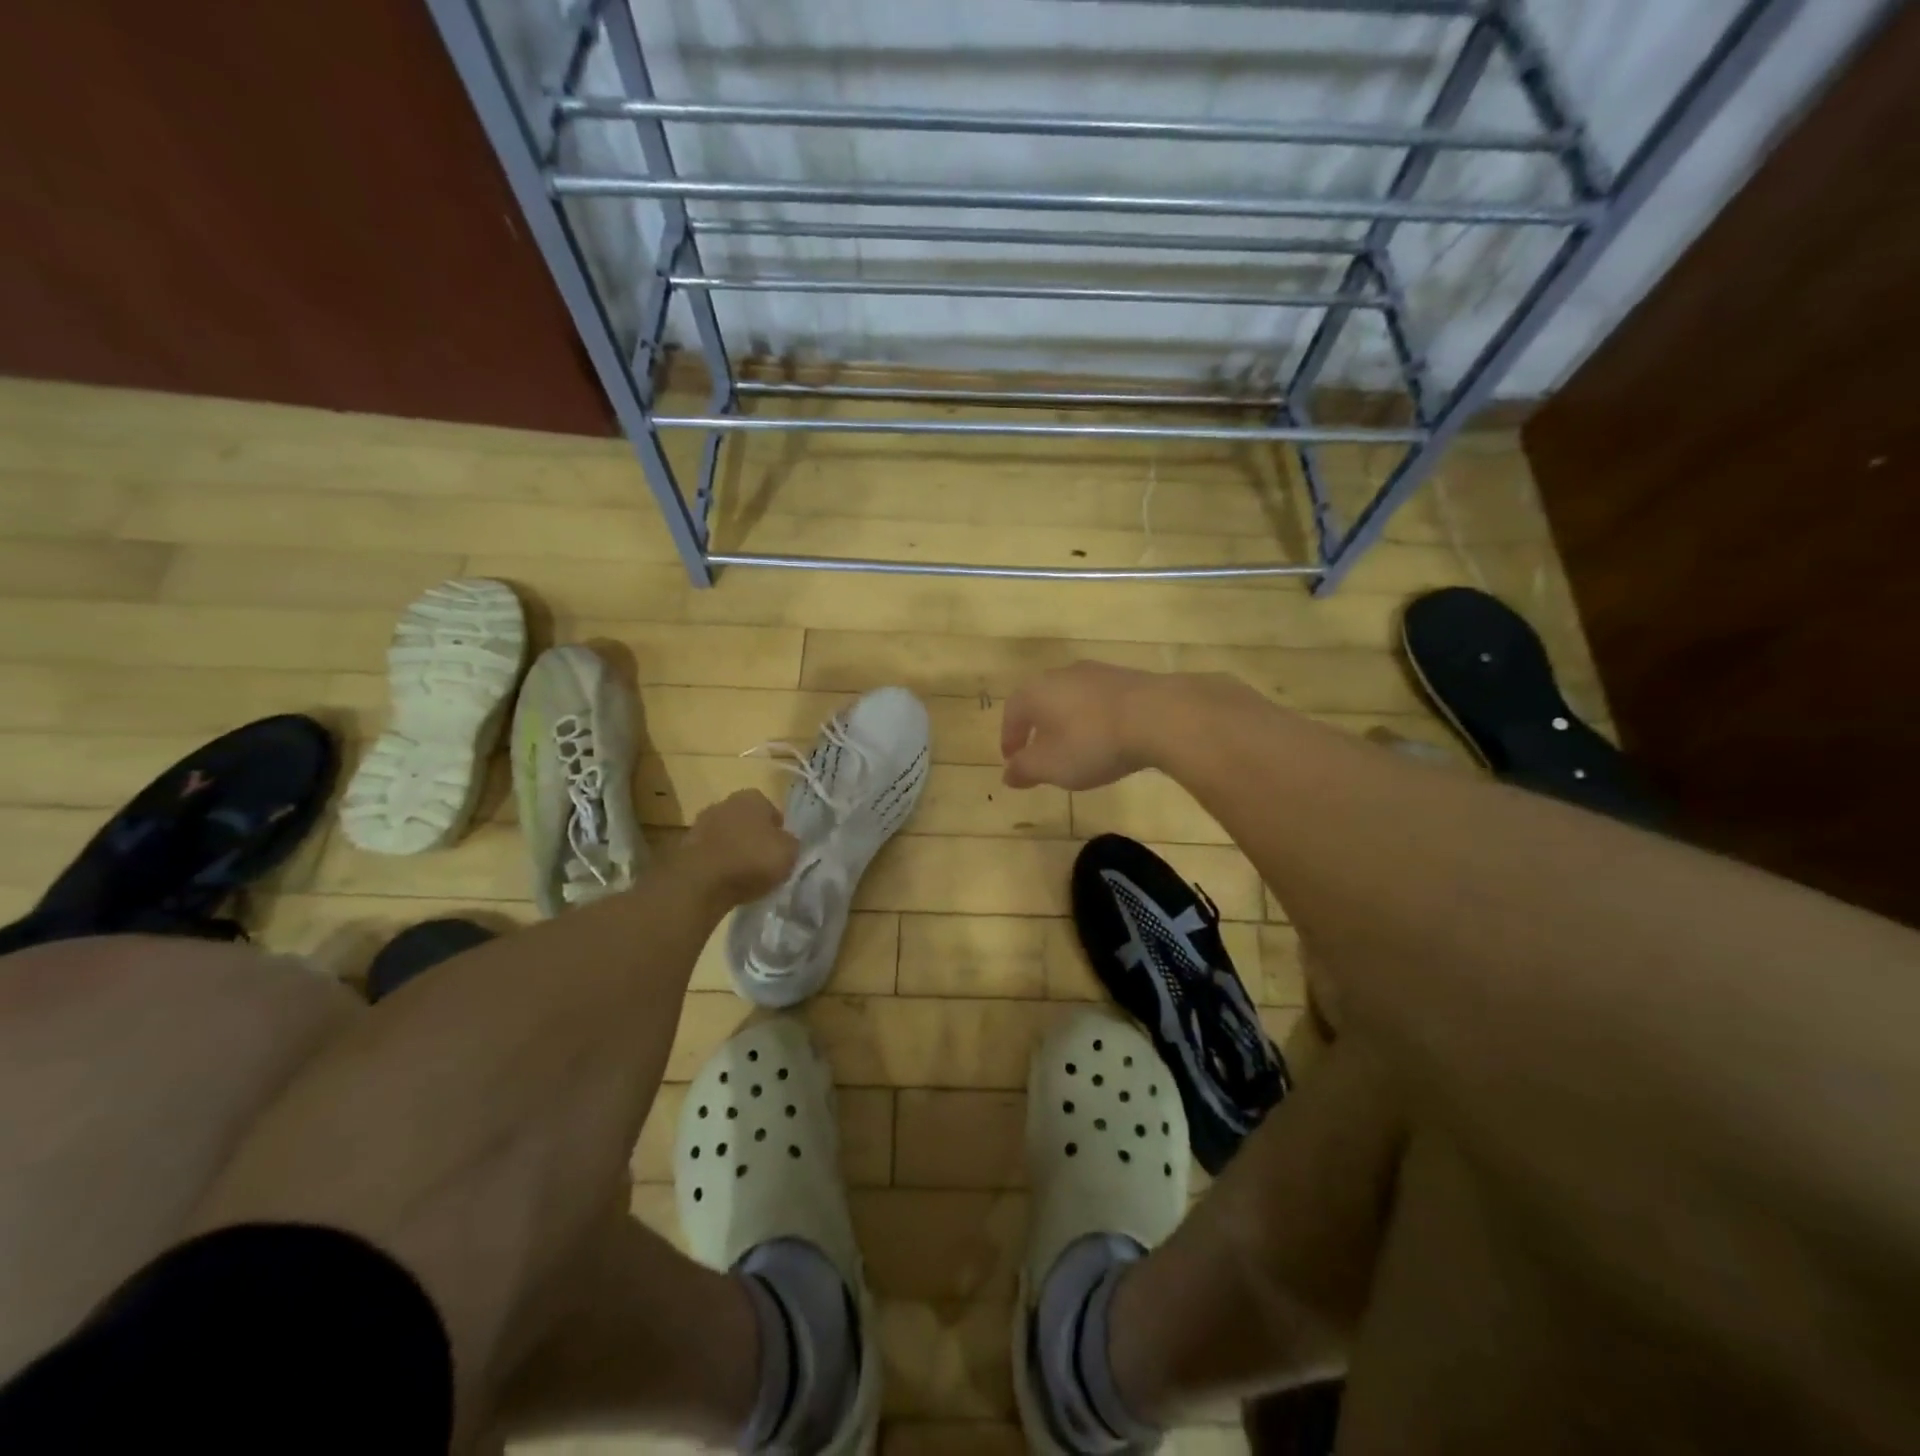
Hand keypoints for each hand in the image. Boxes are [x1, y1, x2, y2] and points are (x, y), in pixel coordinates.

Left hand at [682, 790, 799, 907]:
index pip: (771, 810)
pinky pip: (710, 852)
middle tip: (762, 860)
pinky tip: (724, 880)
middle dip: (753, 836)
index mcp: (752, 797)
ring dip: (733, 849)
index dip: (778, 830)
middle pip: (745, 820)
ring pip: (725, 835)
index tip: (780, 850)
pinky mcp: (684, 846)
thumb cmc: (752, 860)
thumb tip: (785, 841)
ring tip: (743, 874)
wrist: (700, 883)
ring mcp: (701, 823)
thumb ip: (790, 843)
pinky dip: (717, 863)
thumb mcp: (789, 852)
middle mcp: (725, 802)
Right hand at [1000, 661, 1163, 790]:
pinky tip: (1107, 738)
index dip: (1010, 739)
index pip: (1012, 713)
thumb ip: (1024, 770)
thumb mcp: (1051, 766)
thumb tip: (1008, 773)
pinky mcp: (1128, 678)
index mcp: (1035, 691)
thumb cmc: (1092, 743)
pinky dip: (1095, 719)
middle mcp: (1062, 674)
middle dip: (1038, 729)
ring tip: (1075, 748)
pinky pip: (1099, 701)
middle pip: (1041, 701)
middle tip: (1041, 755)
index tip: (1013, 761)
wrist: (1158, 716)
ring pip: (1071, 699)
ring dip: (1068, 722)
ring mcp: (1097, 672)